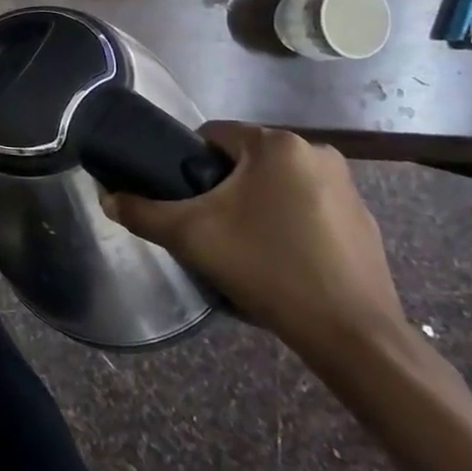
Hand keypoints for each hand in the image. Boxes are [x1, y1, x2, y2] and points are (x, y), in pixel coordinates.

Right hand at [110, 123, 408, 367]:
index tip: (183, 199)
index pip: (213, 134)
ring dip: (256, 204)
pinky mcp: (364, 221)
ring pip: (278, 183)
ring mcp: (347, 187)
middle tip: (209, 227)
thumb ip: (141, 212)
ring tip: (243, 247)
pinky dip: (289, 224)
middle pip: (246, 159)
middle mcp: (317, 153)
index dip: (188, 162)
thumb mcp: (190, 236)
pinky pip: (309, 208)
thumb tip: (107, 198)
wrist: (351, 335)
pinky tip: (281, 261)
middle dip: (223, 186)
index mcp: (277, 145)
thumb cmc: (267, 268)